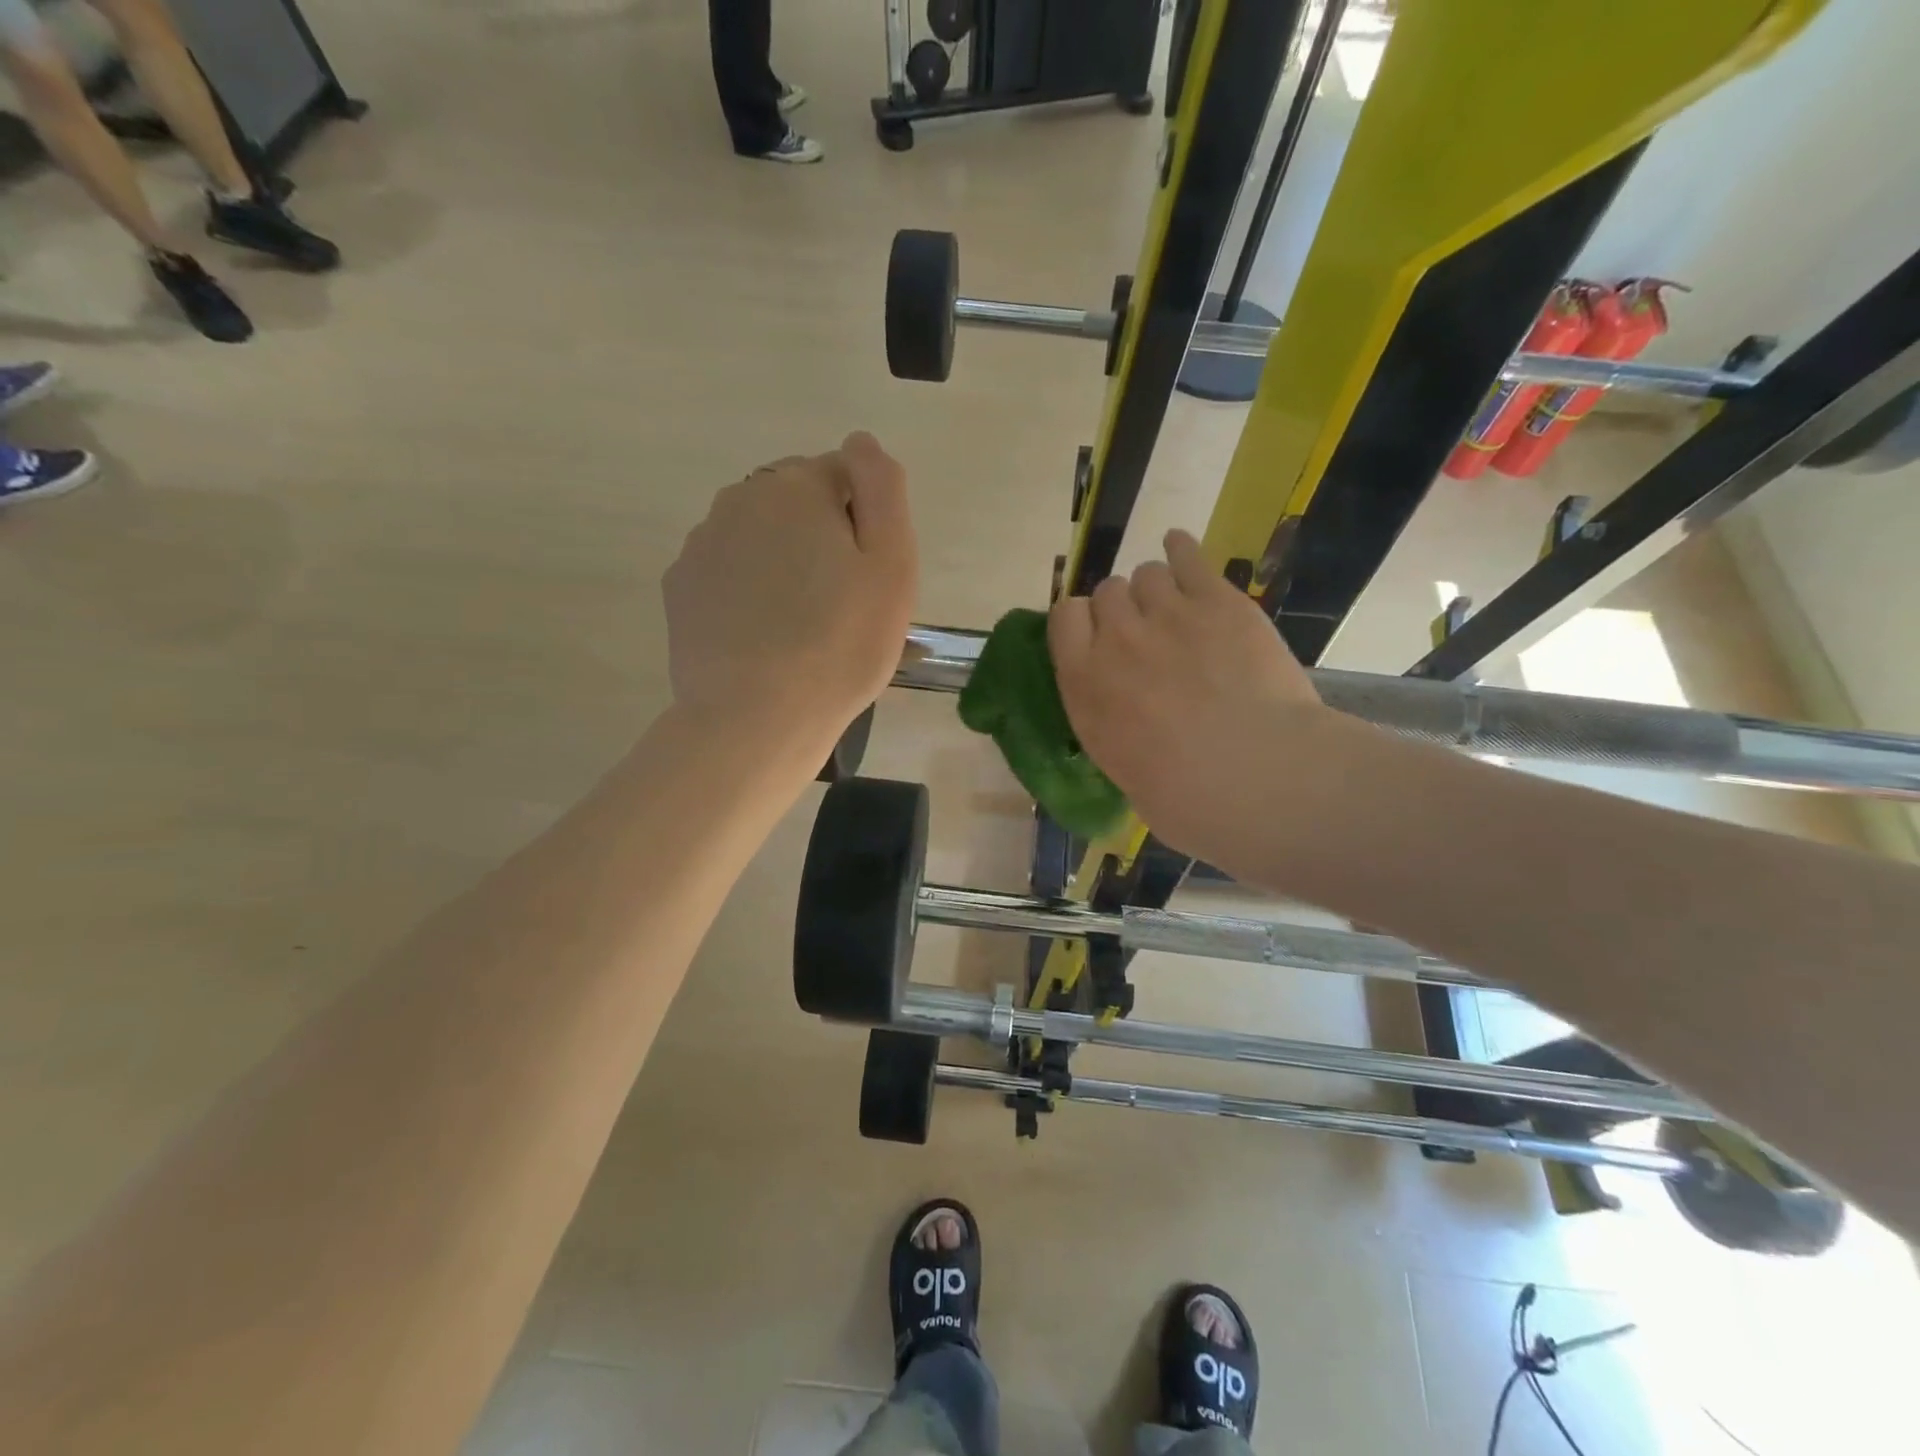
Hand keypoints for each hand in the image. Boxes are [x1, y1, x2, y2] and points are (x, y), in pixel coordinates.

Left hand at [664, 433, 916, 757]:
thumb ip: (882, 489)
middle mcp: (739, 499)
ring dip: (782, 562)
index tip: (868, 575)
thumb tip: (861, 442)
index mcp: (795, 488)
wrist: (757, 718)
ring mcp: (701, 544)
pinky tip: (762, 636)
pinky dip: (747, 590)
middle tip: (840, 603)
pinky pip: (727, 572)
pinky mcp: (679, 588)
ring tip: (801, 626)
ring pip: (758, 537)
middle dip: (820, 536)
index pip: (843, 475)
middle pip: (796, 503)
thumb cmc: (841, 644)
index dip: (864, 522)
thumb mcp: (892, 565)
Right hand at [1048, 530, 1336, 860]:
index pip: (1063, 618)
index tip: (1097, 640)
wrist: (1257, 778)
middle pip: (1106, 592)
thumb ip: (1115, 728)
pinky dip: (1183, 550)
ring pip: (1147, 573)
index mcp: (1083, 683)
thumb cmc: (1185, 800)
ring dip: (1157, 590)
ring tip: (1178, 612)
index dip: (1080, 623)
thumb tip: (1130, 724)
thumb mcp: (1123, 770)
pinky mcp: (1218, 601)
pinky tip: (1182, 549)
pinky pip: (1188, 556)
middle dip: (1123, 610)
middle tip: (1148, 638)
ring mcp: (1168, 614)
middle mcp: (1116, 638)